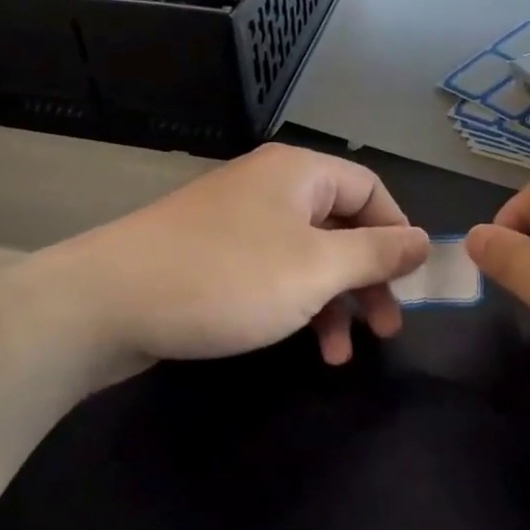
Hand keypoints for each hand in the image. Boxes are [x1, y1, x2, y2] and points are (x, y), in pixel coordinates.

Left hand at [44, 144, 428, 365]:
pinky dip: (296, 305)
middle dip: (368, 279)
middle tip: (388, 329)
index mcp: (299, 173)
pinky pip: (274, 273)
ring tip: (343, 356)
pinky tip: (304, 345)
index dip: (398, 234)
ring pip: (308, 256)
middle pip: (342, 225)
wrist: (105, 303)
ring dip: (334, 303)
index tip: (412, 283)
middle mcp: (272, 187)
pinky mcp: (215, 255)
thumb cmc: (227, 279)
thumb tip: (424, 240)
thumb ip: (376, 253)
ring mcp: (239, 221)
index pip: (371, 190)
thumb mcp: (316, 269)